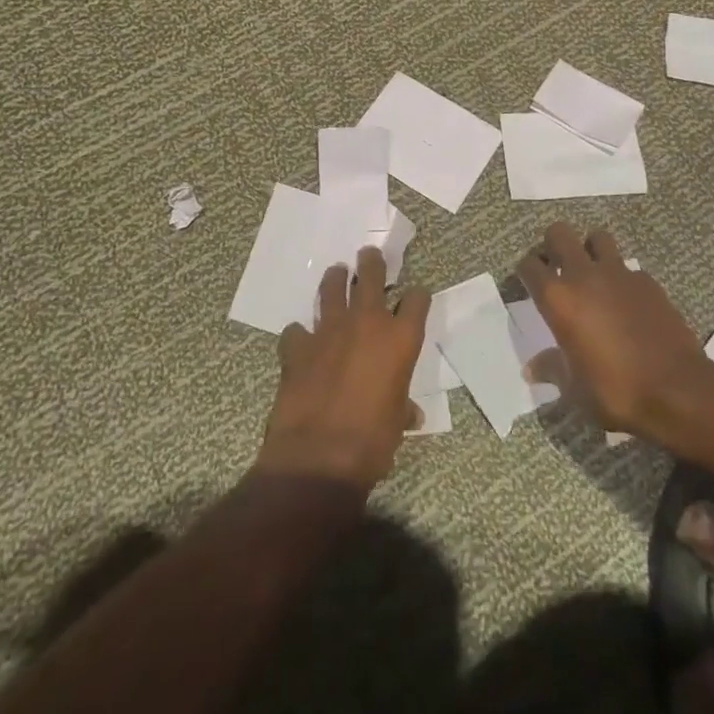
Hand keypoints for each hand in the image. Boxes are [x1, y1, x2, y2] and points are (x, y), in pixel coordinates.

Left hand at [256, 248, 430, 491]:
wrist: (319, 457)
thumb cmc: (372, 442)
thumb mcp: (396, 423)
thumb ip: (402, 408)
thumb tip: (410, 414)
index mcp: (400, 339)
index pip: (417, 299)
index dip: (416, 297)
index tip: (414, 298)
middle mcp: (367, 323)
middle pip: (371, 274)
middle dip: (372, 262)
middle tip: (369, 256)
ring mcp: (328, 330)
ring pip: (331, 287)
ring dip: (335, 280)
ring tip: (337, 276)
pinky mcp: (297, 346)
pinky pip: (296, 330)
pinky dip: (300, 334)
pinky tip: (301, 342)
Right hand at [517, 222, 710, 437]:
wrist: (678, 390)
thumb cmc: (616, 391)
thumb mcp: (575, 389)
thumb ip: (552, 369)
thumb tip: (531, 370)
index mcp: (558, 298)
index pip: (529, 265)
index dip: (525, 271)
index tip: (528, 283)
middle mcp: (584, 275)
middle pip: (559, 233)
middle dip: (553, 244)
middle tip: (557, 268)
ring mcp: (619, 274)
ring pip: (597, 237)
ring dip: (590, 249)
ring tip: (592, 274)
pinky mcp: (648, 281)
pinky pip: (628, 268)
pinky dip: (622, 277)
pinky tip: (627, 301)